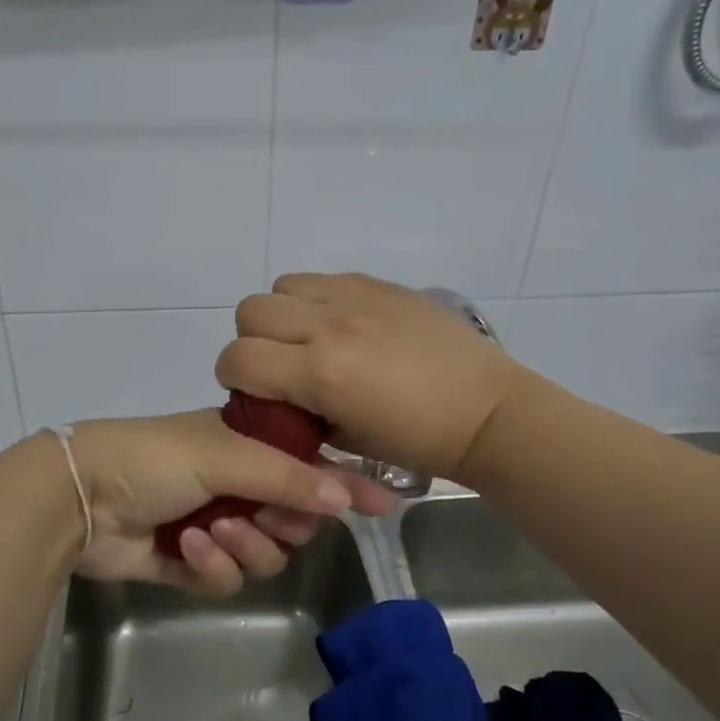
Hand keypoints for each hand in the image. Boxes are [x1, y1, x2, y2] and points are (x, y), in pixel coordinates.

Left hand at [65, 411, 395, 596]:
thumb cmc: (153, 458)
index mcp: (246, 447)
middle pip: (292, 521)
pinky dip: (212, 567)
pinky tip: (186, 548)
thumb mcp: (224, 455)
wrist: (80, 495)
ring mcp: (214, 525)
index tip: (385, 503)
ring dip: (244, 547)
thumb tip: (347, 495)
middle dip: (282, 523)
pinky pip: (226, 578)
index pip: (309, 466)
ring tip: (212, 533)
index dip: (344, 484)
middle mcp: (236, 484)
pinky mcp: (190, 563)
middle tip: (264, 517)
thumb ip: (287, 477)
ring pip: (264, 555)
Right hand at [217, 273, 530, 484]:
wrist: (486, 410)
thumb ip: (300, 412)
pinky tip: (345, 325)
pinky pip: (325, 279)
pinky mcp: (379, 284)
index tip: (253, 391)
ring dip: (284, 313)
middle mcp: (329, 325)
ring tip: (311, 338)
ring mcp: (355, 298)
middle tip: (280, 363)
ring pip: (283, 286)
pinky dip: (319, 300)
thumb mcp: (346, 441)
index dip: (233, 377)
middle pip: (250, 310)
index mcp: (319, 373)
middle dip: (252, 340)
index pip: (237, 358)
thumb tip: (280, 395)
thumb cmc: (418, 441)